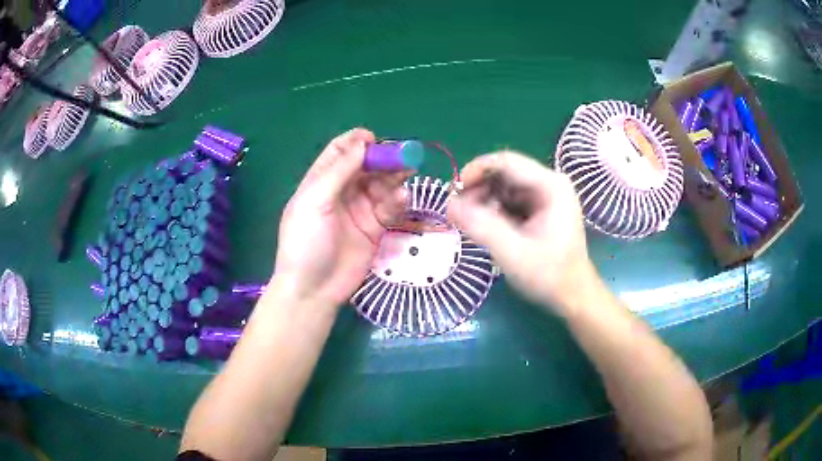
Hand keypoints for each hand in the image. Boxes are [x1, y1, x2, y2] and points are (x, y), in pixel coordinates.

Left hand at [272, 128, 406, 308]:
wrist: (313, 289)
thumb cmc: (306, 241)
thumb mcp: (315, 201)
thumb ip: (339, 171)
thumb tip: (362, 142)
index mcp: (320, 182)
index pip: (339, 152)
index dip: (356, 142)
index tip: (375, 139)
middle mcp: (341, 192)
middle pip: (365, 166)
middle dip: (383, 159)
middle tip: (403, 157)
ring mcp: (359, 211)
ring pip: (381, 185)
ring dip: (394, 178)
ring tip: (406, 177)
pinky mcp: (374, 229)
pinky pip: (390, 208)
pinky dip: (398, 201)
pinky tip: (403, 199)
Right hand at [447, 151, 597, 314]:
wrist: (573, 296)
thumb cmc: (549, 275)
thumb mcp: (512, 252)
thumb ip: (480, 226)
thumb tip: (448, 205)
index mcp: (550, 186)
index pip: (505, 162)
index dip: (475, 171)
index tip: (453, 193)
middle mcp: (549, 184)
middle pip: (504, 173)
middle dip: (477, 189)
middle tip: (457, 213)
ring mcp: (546, 196)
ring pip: (504, 187)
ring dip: (483, 201)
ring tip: (469, 224)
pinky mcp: (540, 210)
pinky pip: (510, 201)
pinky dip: (493, 211)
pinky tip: (485, 228)